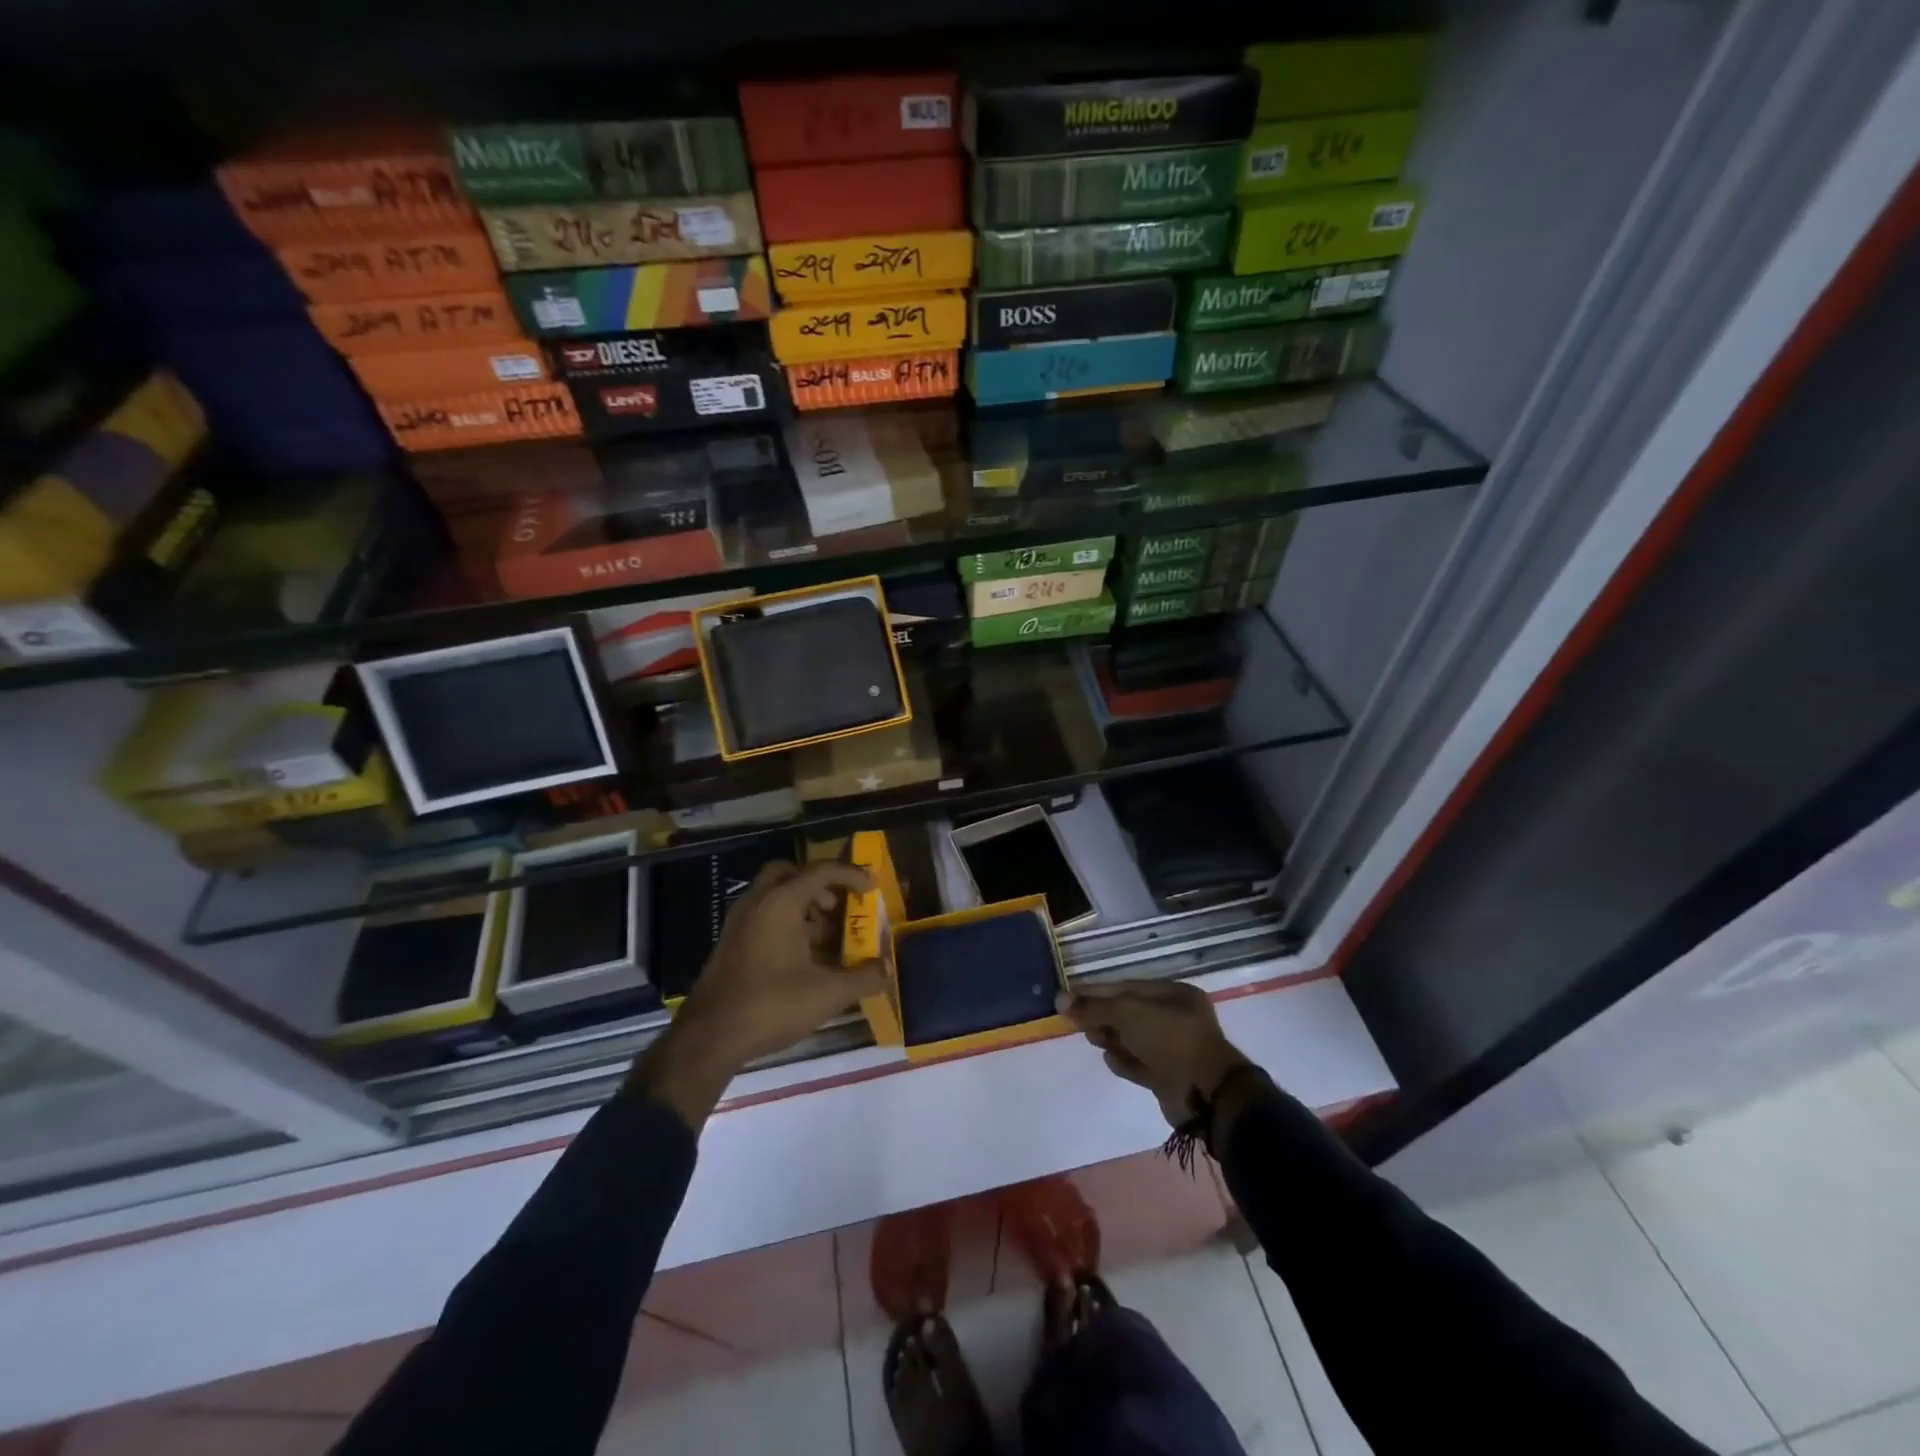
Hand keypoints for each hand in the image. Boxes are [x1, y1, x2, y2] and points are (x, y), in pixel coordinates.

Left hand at [633, 861, 885, 1128]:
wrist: (708, 1038)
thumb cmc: (771, 1005)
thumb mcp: (827, 994)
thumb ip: (863, 978)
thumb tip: (887, 970)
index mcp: (780, 902)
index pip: (821, 871)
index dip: (851, 875)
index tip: (872, 889)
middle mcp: (757, 902)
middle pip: (791, 874)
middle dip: (819, 886)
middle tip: (839, 908)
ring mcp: (740, 923)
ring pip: (776, 898)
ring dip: (805, 908)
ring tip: (829, 940)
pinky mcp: (732, 945)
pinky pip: (764, 918)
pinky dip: (788, 925)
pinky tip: (804, 960)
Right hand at [1057, 981, 1252, 1129]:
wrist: (1204, 1094)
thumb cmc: (1169, 1040)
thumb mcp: (1128, 1014)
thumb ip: (1093, 1007)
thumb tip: (1059, 999)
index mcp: (1174, 994)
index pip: (1126, 987)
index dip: (1095, 991)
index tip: (1068, 997)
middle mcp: (1175, 1018)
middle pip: (1128, 1012)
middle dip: (1102, 1015)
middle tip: (1077, 1021)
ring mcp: (1173, 1048)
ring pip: (1132, 1038)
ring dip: (1111, 1038)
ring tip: (1092, 1038)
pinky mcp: (1168, 1075)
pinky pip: (1139, 1063)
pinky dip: (1124, 1061)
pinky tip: (1109, 1059)